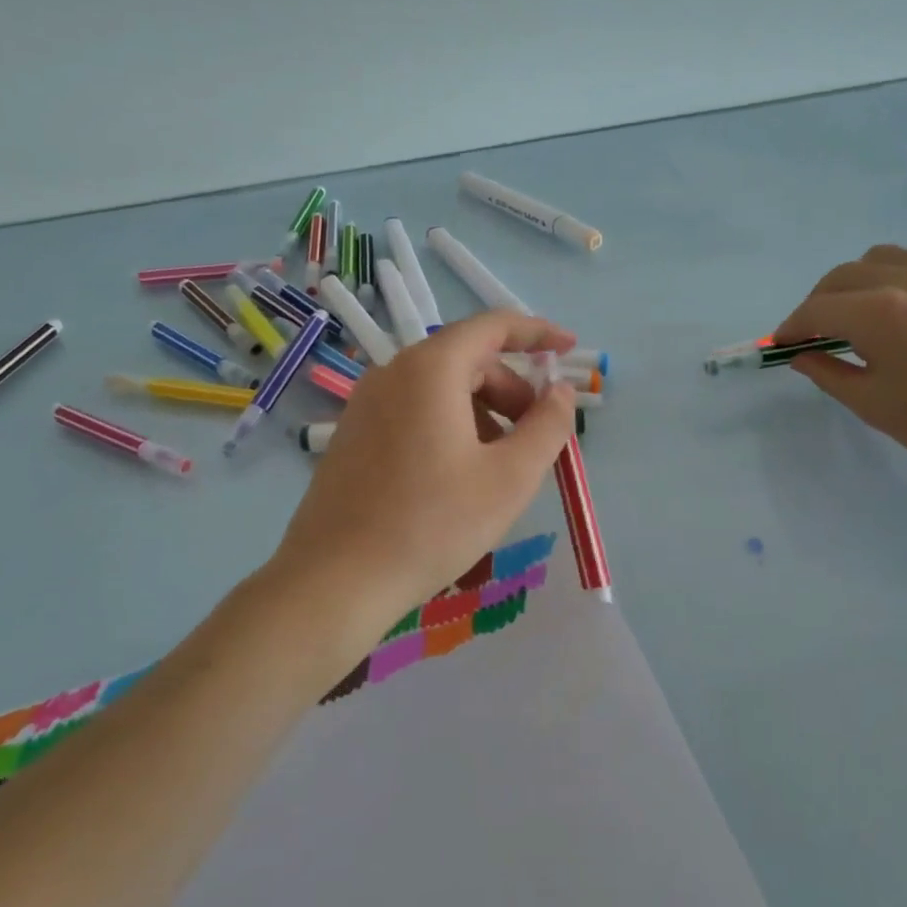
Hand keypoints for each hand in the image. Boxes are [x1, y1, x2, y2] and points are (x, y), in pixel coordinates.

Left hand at [273, 310, 579, 649]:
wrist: (336, 580)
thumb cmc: (433, 524)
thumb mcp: (510, 478)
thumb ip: (547, 426)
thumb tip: (561, 392)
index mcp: (430, 369)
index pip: (493, 326)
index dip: (538, 333)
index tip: (570, 350)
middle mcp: (392, 372)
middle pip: (467, 360)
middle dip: (512, 389)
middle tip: (536, 436)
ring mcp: (366, 403)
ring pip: (440, 389)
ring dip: (482, 413)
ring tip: (498, 468)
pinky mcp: (353, 434)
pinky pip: (414, 411)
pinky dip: (450, 426)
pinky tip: (457, 478)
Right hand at [773, 245, 906, 489]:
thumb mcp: (870, 403)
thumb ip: (827, 372)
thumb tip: (801, 354)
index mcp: (878, 312)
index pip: (817, 309)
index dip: (792, 326)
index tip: (781, 344)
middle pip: (844, 275)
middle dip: (819, 302)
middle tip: (813, 333)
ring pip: (886, 259)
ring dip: (858, 282)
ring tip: (858, 313)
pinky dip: (899, 288)